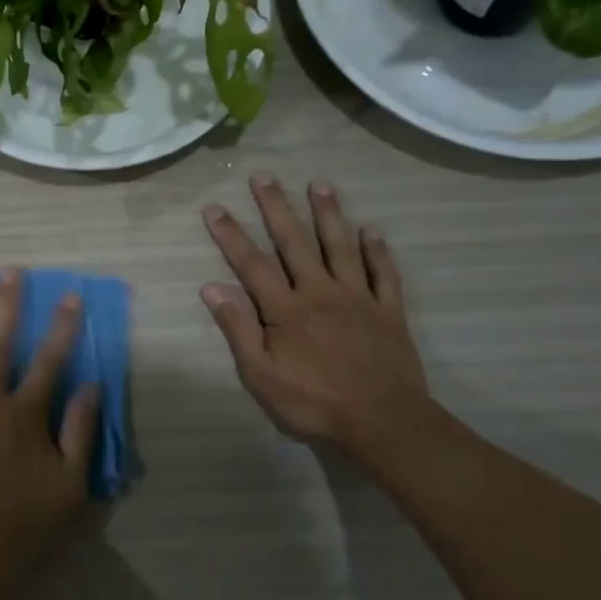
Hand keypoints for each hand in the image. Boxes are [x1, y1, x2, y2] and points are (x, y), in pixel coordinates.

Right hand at [200, 175, 429, 450]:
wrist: (384, 423)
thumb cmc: (314, 403)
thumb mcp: (261, 375)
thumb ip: (238, 329)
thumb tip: (211, 288)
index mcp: (286, 309)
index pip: (252, 264)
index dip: (230, 235)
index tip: (214, 208)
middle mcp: (320, 293)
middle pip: (294, 242)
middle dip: (276, 208)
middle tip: (263, 176)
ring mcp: (358, 299)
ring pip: (340, 247)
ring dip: (328, 214)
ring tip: (319, 184)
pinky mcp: (388, 312)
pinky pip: (383, 274)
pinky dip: (377, 251)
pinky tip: (372, 231)